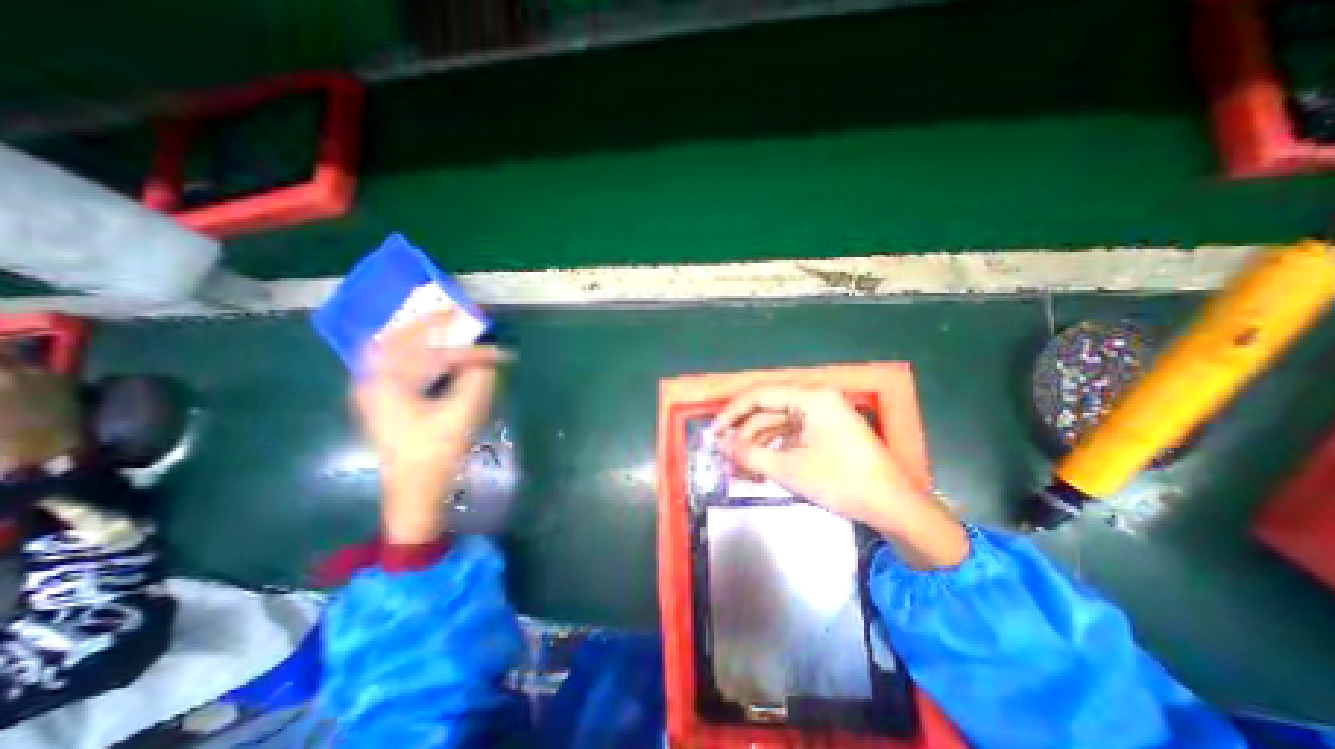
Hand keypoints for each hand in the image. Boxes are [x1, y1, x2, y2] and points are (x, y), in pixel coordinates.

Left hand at [355, 313, 510, 539]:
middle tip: (453, 313)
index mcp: (387, 382)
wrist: (413, 489)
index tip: (495, 350)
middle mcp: (372, 380)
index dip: (469, 351)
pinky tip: (431, 353)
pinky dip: (414, 352)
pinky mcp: (382, 401)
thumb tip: (487, 359)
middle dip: (427, 323)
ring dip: (417, 335)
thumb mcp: (463, 414)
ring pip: (392, 349)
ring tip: (442, 326)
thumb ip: (478, 380)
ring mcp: (373, 391)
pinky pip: (394, 364)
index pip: (433, 353)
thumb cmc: (435, 452)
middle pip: (396, 338)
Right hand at [715, 386, 964, 568]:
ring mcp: (822, 417)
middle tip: (725, 456)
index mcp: (810, 398)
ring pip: (778, 426)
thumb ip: (749, 453)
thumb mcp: (789, 468)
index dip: (732, 412)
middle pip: (768, 411)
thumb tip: (721, 443)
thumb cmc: (841, 481)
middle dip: (745, 435)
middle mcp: (815, 400)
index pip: (760, 395)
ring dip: (758, 446)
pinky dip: (775, 451)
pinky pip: (792, 436)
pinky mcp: (826, 434)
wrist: (893, 506)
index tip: (714, 432)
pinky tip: (760, 469)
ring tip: (739, 469)